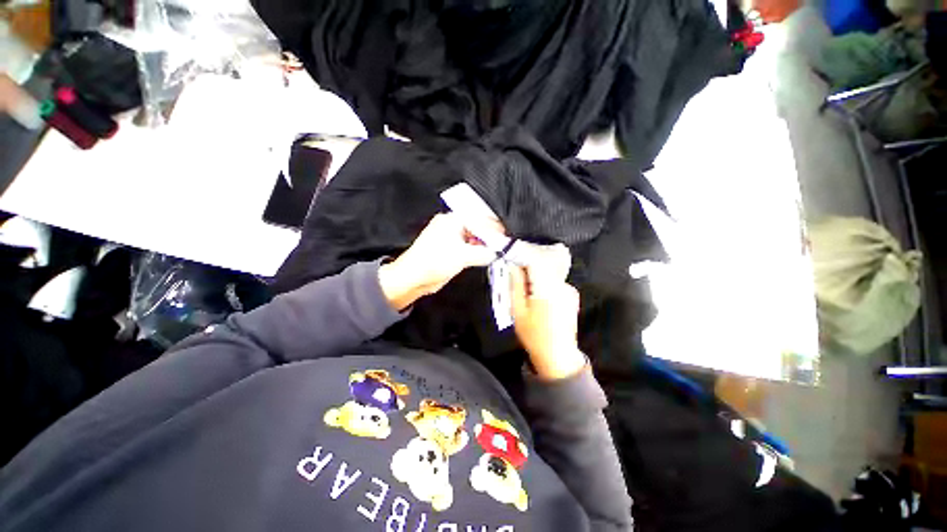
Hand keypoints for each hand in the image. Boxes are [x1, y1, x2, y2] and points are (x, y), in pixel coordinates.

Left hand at [379, 213, 495, 310]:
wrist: (413, 277)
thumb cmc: (433, 262)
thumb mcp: (463, 256)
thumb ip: (484, 253)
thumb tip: (497, 252)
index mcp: (453, 220)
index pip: (480, 220)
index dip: (494, 229)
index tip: (506, 238)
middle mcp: (452, 226)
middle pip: (478, 228)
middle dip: (490, 237)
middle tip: (503, 245)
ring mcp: (451, 238)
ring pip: (474, 238)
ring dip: (485, 245)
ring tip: (497, 251)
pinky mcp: (451, 250)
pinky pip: (469, 247)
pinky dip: (478, 252)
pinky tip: (485, 257)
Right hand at [509, 245, 587, 379]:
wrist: (557, 355)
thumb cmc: (534, 335)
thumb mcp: (518, 310)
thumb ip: (516, 285)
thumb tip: (513, 265)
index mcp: (548, 289)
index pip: (536, 260)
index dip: (522, 255)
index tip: (510, 257)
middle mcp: (562, 285)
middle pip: (543, 264)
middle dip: (527, 265)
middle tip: (513, 270)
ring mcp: (569, 290)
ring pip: (549, 272)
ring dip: (535, 273)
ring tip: (523, 283)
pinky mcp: (571, 295)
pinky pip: (555, 280)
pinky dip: (544, 281)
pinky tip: (536, 292)